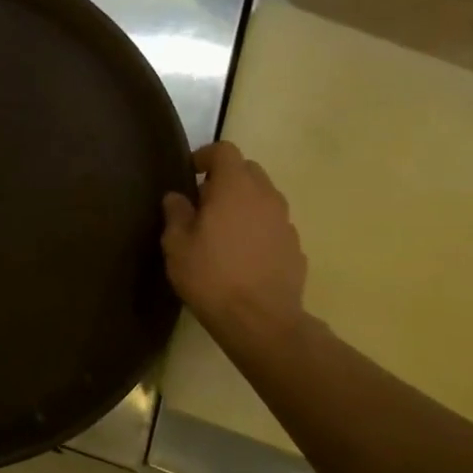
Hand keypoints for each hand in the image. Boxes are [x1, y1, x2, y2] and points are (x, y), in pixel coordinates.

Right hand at [162, 141, 307, 351]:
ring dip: (243, 204)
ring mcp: (286, 222)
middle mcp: (266, 197)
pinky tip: (241, 254)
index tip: (190, 173)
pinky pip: (272, 225)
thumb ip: (176, 213)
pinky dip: (257, 228)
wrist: (260, 321)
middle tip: (203, 202)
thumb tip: (177, 197)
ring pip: (263, 198)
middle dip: (226, 178)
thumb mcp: (177, 244)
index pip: (225, 151)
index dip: (205, 156)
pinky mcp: (295, 247)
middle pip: (248, 170)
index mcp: (235, 188)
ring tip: (222, 230)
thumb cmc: (210, 275)